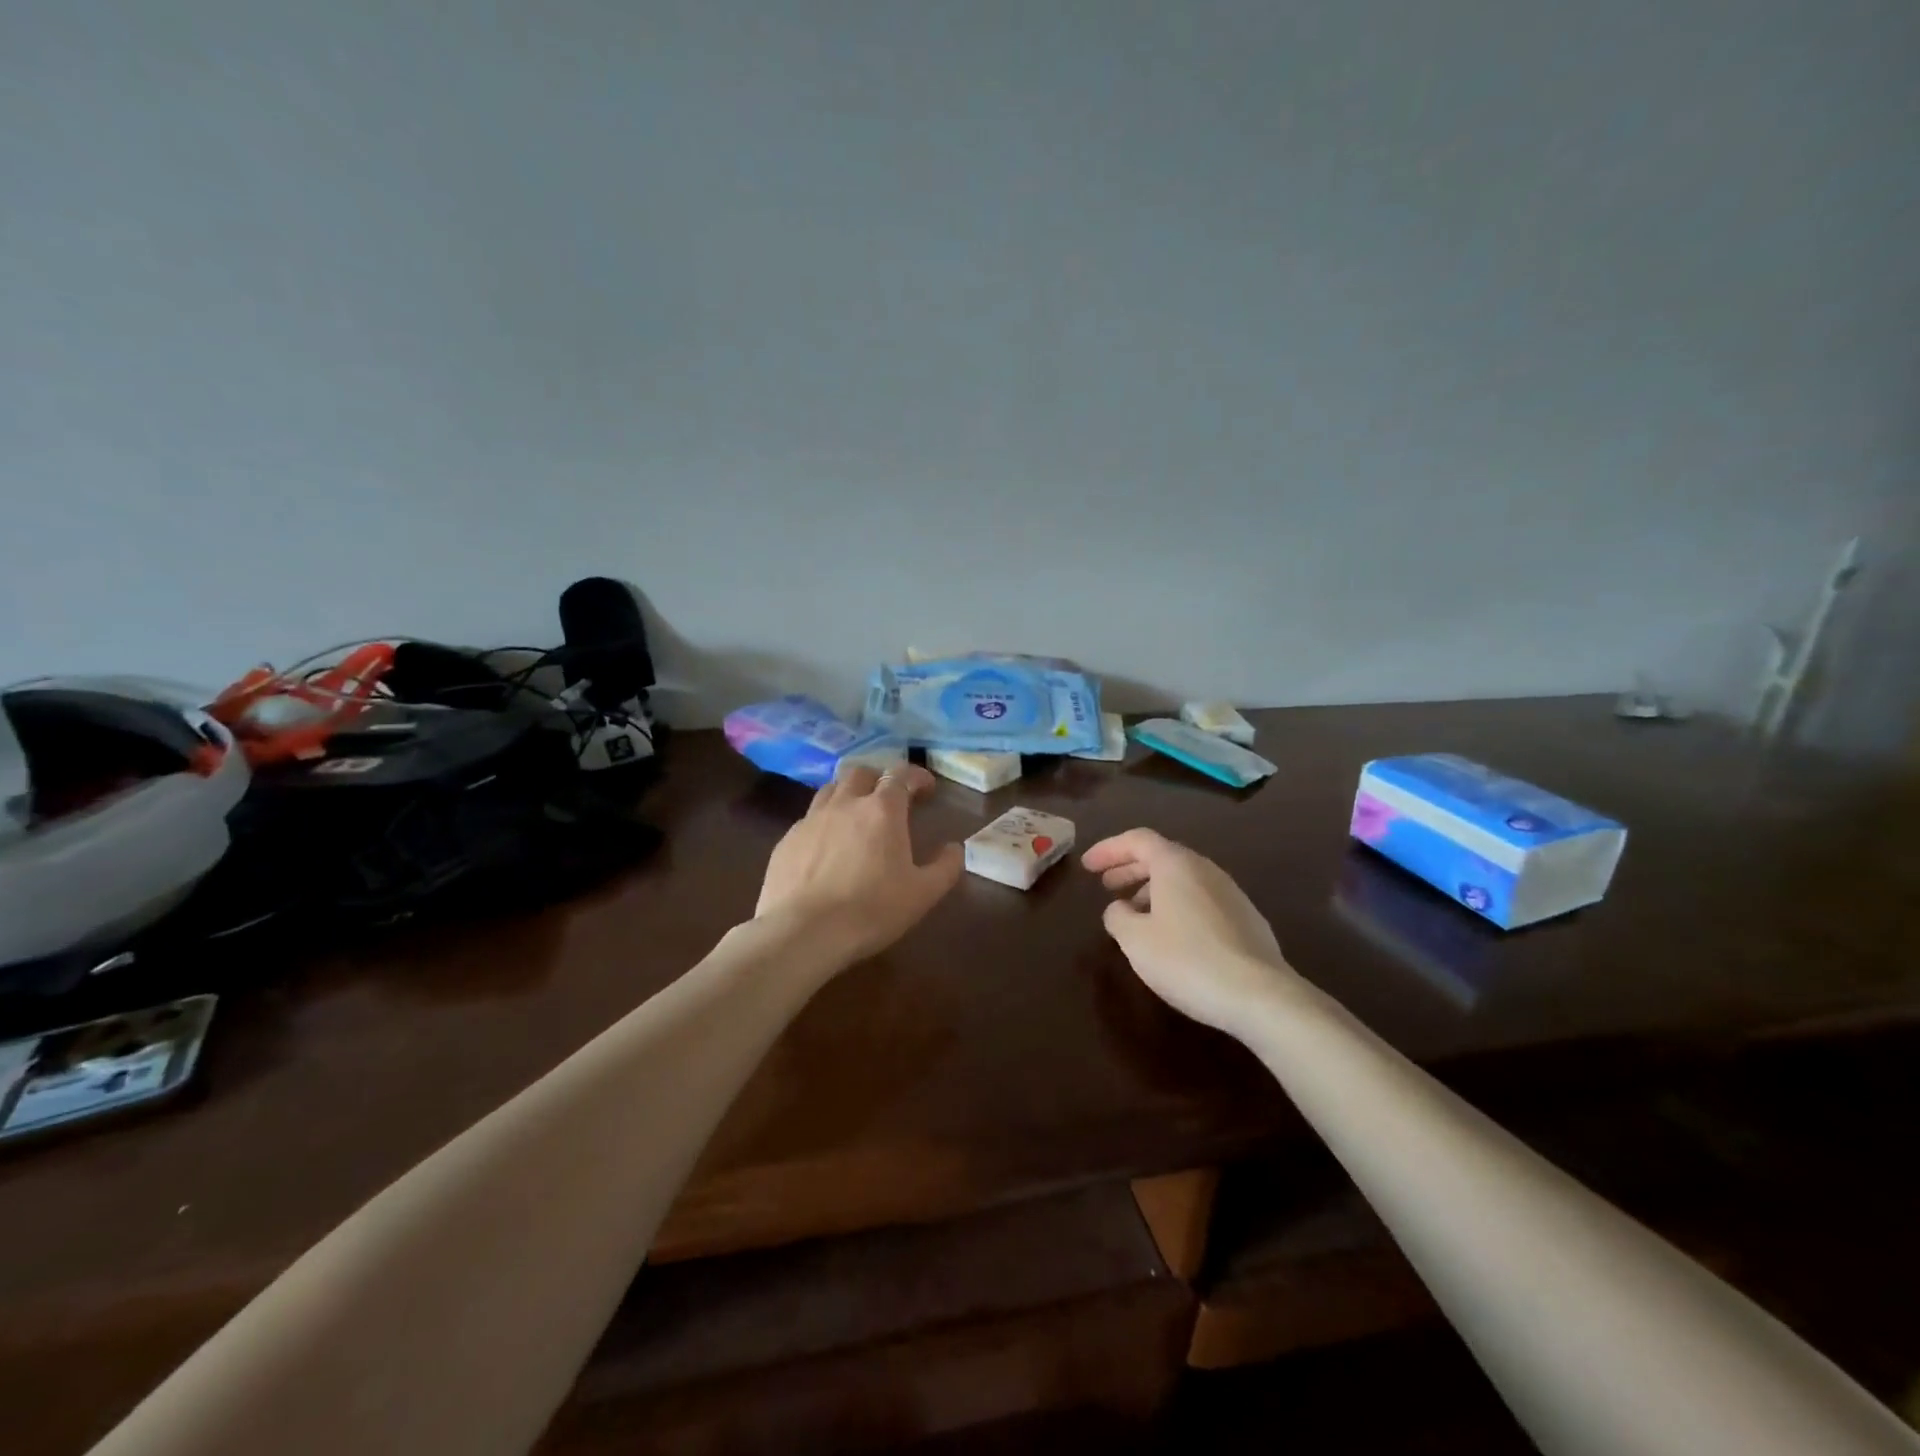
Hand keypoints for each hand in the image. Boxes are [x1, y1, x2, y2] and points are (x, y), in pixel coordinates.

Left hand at [756, 762, 963, 967]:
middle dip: (879, 779)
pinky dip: (824, 823)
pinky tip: (826, 848)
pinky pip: (808, 819)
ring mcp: (810, 820)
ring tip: (856, 816)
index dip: (916, 776)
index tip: (926, 788)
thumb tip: (955, 848)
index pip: (900, 775)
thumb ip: (945, 867)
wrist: (803, 933)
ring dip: (848, 794)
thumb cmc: (871, 910)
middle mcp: (845, 804)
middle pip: (861, 773)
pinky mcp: (786, 841)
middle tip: (890, 799)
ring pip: (830, 790)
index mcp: (882, 810)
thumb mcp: (923, 894)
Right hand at [1082, 828, 1297, 1034]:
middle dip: (1129, 868)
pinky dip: (1177, 906)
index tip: (1087, 867)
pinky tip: (1171, 935)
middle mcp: (1205, 869)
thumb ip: (1117, 917)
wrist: (1260, 995)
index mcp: (1176, 865)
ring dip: (1153, 890)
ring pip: (1183, 880)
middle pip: (1161, 857)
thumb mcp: (1135, 940)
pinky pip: (1201, 900)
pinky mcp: (1247, 919)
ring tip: (1134, 914)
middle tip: (1106, 886)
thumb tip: (1119, 909)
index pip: (1137, 840)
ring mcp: (1231, 893)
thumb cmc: (1187, 960)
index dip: (1108, 849)